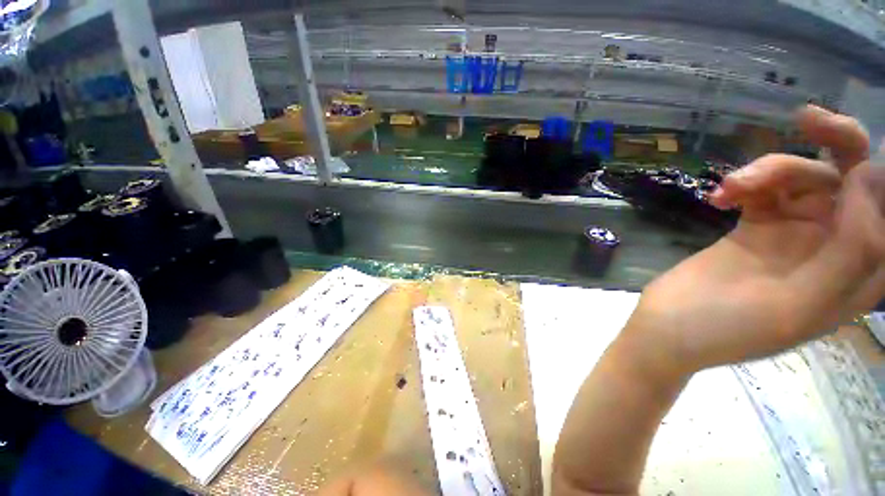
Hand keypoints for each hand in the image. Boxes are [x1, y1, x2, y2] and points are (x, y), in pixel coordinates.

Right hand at [631, 105, 884, 373]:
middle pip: (853, 180)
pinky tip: (717, 199)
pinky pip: (763, 190)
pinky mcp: (756, 225)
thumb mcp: (799, 305)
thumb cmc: (729, 329)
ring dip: (769, 173)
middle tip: (804, 120)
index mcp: (859, 274)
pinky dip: (742, 186)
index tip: (847, 156)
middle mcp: (835, 246)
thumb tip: (867, 176)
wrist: (667, 327)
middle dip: (835, 145)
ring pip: (802, 178)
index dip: (878, 178)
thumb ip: (850, 251)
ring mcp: (794, 233)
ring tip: (732, 188)